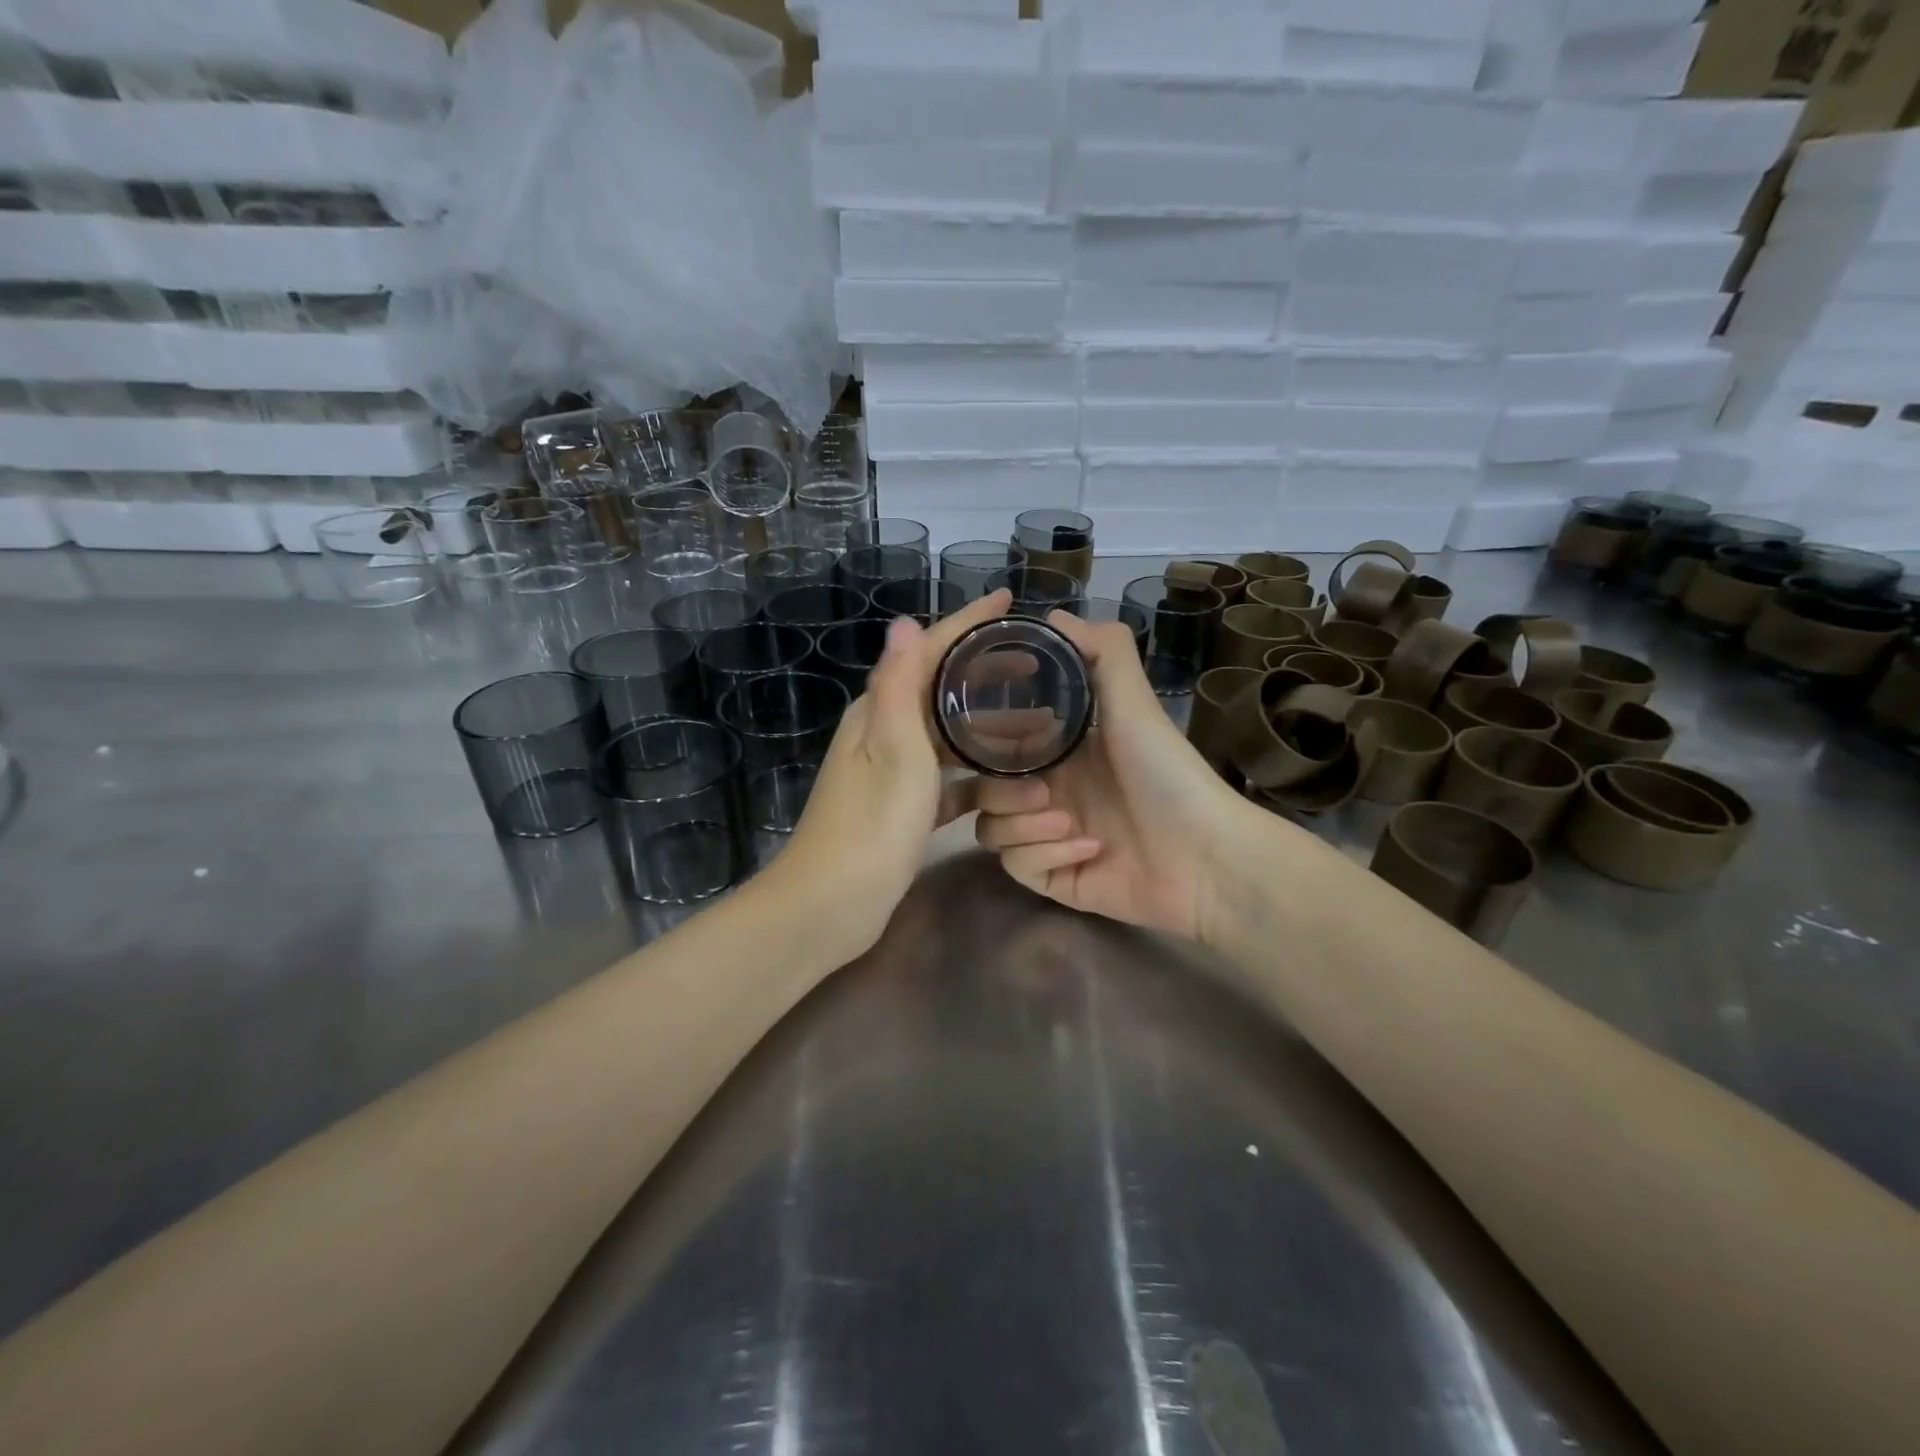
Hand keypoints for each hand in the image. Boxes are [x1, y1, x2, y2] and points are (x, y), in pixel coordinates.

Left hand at [758, 590, 1011, 963]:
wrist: (830, 905)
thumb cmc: (870, 826)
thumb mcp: (893, 751)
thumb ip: (899, 686)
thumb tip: (903, 621)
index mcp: (879, 711)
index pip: (927, 650)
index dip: (967, 622)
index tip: (1009, 601)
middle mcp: (883, 733)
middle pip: (940, 687)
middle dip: (983, 670)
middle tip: (1034, 663)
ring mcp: (892, 772)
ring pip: (947, 734)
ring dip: (987, 725)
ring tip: (1037, 721)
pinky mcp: (902, 808)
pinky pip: (948, 778)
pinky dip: (976, 774)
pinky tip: (1008, 779)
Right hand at [973, 611, 1277, 945]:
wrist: (1207, 857)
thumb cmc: (1167, 774)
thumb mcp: (1135, 705)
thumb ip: (1102, 654)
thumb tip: (1054, 614)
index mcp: (1060, 753)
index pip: (998, 744)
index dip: (985, 740)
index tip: (985, 737)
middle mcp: (1049, 793)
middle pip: (984, 791)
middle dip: (1002, 791)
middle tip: (1042, 790)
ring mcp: (1048, 839)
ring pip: (990, 831)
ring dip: (1024, 826)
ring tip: (1068, 823)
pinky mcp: (1054, 879)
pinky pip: (1017, 867)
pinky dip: (1047, 857)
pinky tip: (1090, 851)